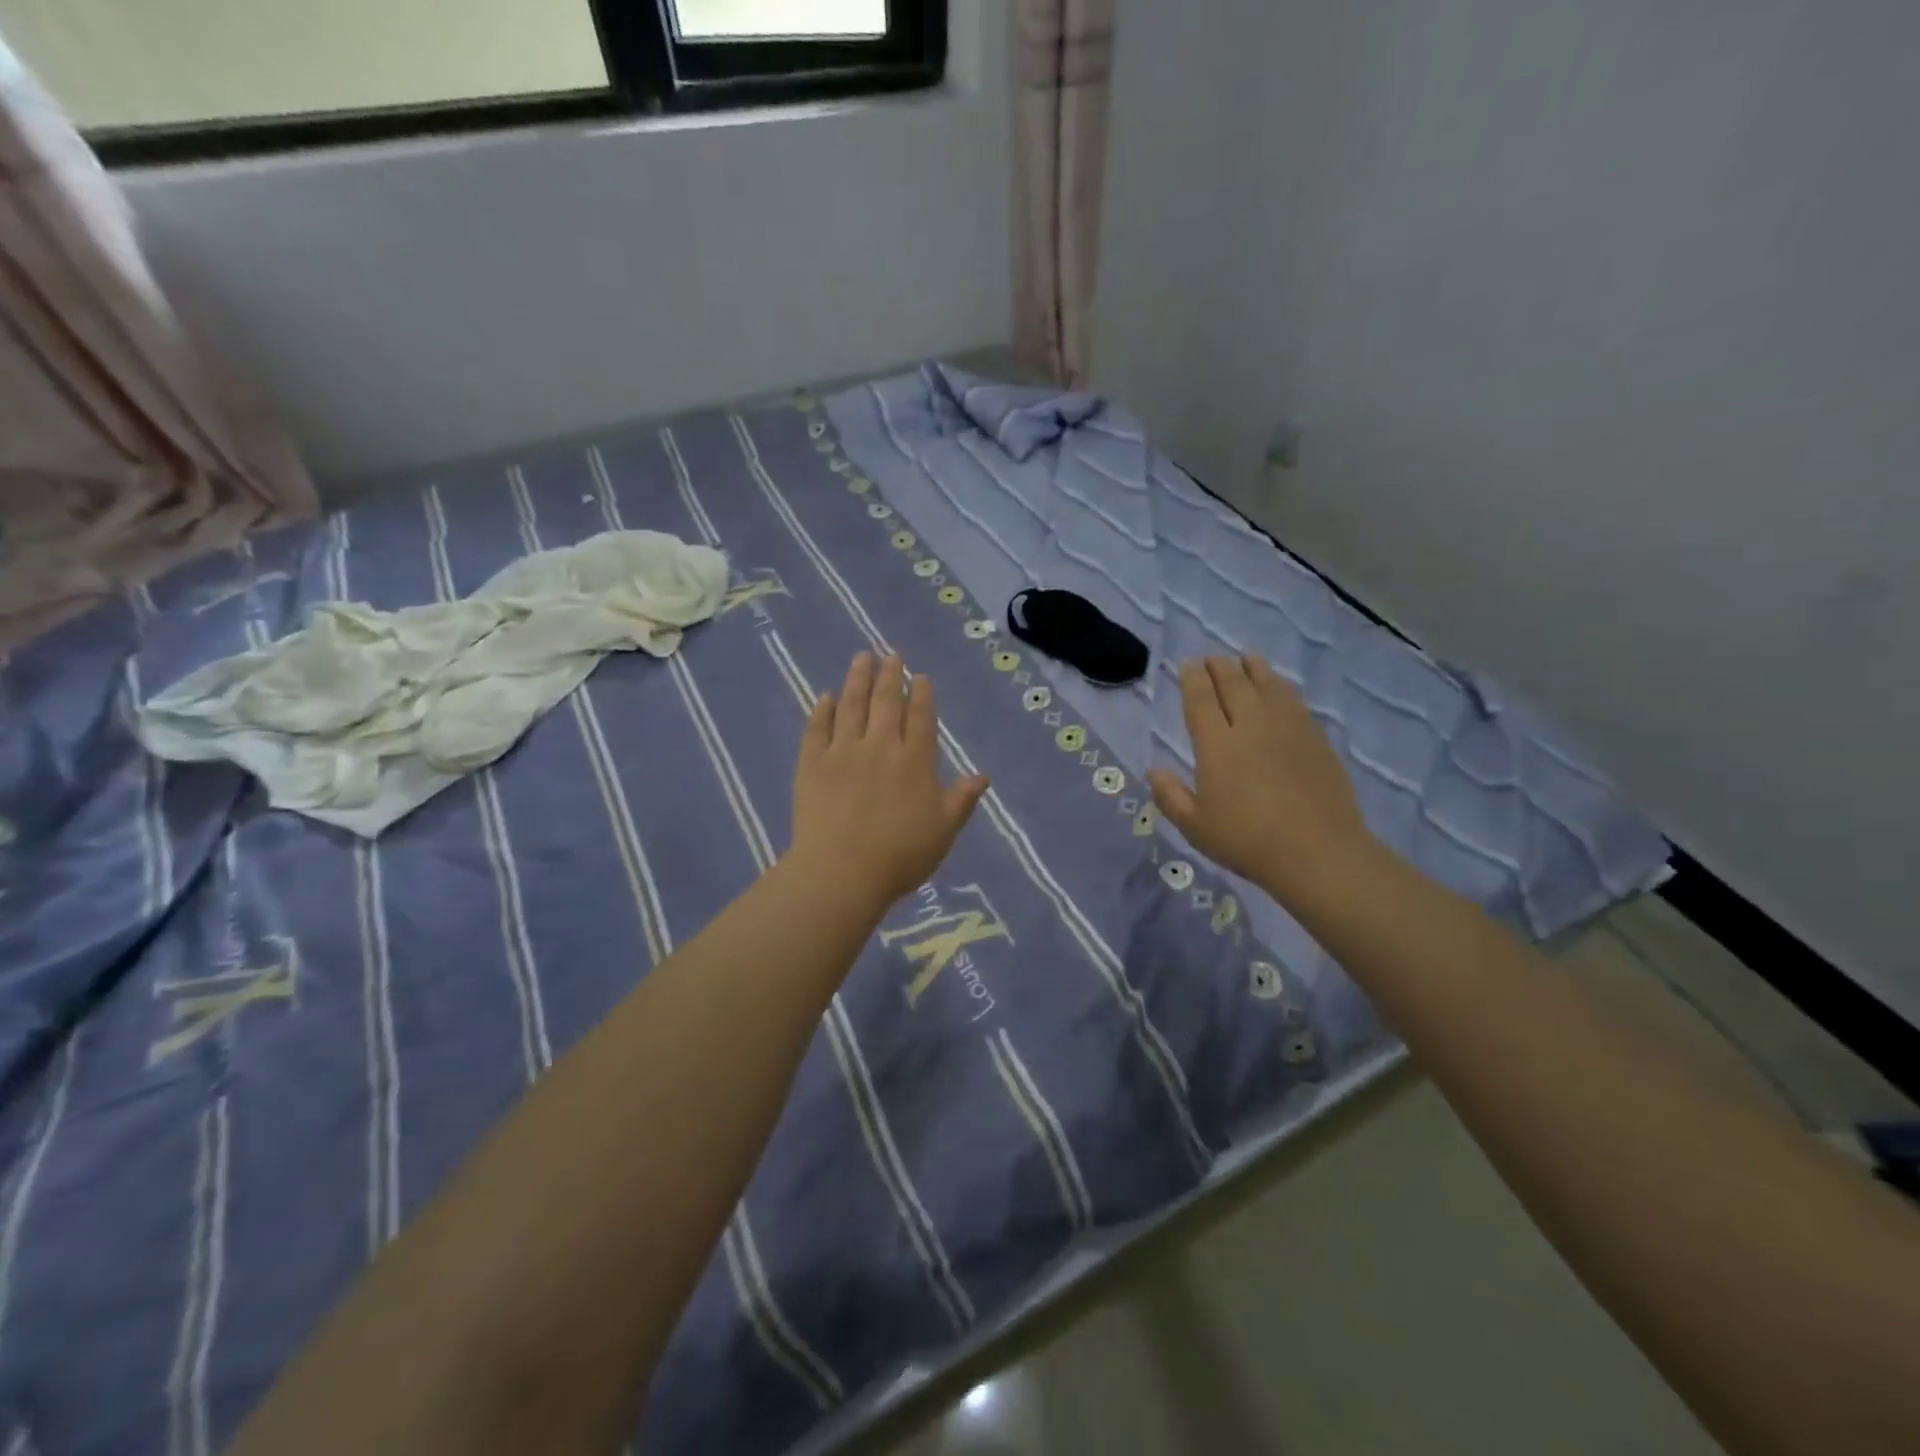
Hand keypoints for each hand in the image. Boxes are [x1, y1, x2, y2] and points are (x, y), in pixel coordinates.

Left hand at [789, 652, 989, 906]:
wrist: (841, 871)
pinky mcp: (812, 763)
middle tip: (892, 655)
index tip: (920, 676)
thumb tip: (982, 775)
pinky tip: (825, 696)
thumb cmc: (900, 855)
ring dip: (858, 679)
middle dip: (891, 675)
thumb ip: (961, 800)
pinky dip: (822, 709)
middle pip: (886, 702)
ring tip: (862, 657)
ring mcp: (843, 751)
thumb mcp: (943, 831)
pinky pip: (817, 728)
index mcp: (915, 761)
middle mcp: (881, 746)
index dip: (922, 694)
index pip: (921, 717)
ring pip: (852, 705)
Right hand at [1146, 656, 1380, 911]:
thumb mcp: (1195, 826)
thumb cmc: (1247, 841)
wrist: (1318, 852)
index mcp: (1216, 745)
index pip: (1201, 700)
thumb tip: (1153, 771)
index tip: (1188, 664)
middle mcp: (1251, 726)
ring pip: (1267, 686)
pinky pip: (1294, 701)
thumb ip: (1170, 796)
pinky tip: (1279, 688)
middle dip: (1220, 667)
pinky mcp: (1316, 739)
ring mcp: (1287, 729)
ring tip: (1246, 658)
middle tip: (1212, 657)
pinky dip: (1281, 687)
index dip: (1192, 680)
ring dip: (1253, 669)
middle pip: (1234, 685)